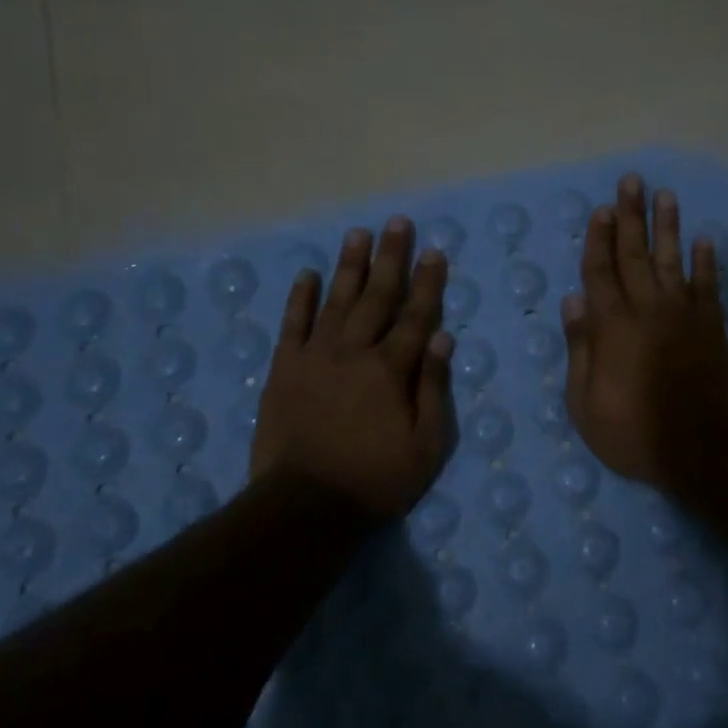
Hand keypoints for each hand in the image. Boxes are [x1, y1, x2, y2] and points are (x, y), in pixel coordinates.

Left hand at [250, 217, 455, 519]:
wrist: (305, 505)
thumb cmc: (376, 479)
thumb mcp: (426, 444)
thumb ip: (433, 387)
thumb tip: (443, 337)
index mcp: (391, 369)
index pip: (416, 316)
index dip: (427, 283)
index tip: (434, 251)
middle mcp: (354, 351)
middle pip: (377, 297)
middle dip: (390, 258)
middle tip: (397, 223)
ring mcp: (315, 357)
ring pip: (336, 301)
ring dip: (349, 266)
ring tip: (358, 234)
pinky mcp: (284, 369)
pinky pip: (292, 324)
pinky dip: (300, 298)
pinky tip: (307, 273)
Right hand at [561, 174, 727, 489]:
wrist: (698, 448)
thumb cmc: (631, 431)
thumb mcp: (584, 401)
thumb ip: (580, 347)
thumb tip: (573, 300)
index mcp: (611, 326)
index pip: (599, 272)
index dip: (598, 239)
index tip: (601, 209)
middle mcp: (647, 309)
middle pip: (634, 255)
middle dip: (630, 216)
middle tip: (632, 181)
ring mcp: (683, 315)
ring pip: (672, 260)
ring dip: (668, 226)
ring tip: (666, 195)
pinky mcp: (712, 328)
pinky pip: (709, 286)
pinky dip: (707, 261)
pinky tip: (705, 238)